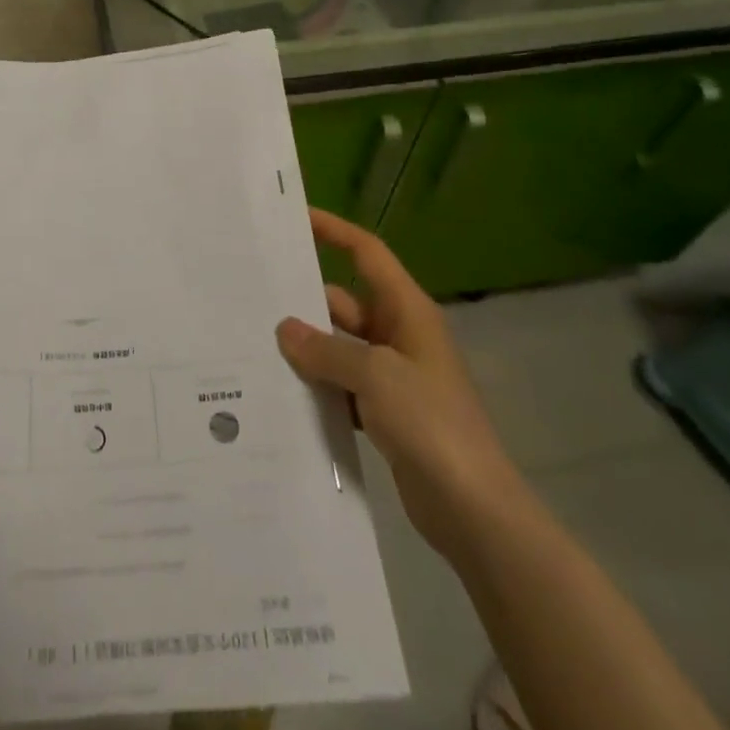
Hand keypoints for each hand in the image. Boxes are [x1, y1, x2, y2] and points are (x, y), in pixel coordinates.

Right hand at [276, 209, 524, 552]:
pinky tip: (281, 391)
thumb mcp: (375, 376)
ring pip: (339, 347)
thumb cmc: (431, 424)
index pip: (367, 253)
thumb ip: (326, 350)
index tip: (296, 218)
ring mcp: (393, 376)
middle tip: (254, 295)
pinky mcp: (385, 413)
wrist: (475, 511)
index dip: (334, 231)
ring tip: (255, 343)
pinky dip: (318, 386)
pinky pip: (342, 385)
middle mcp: (399, 335)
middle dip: (305, 300)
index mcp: (407, 311)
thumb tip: (285, 329)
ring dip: (308, 348)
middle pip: (344, 302)